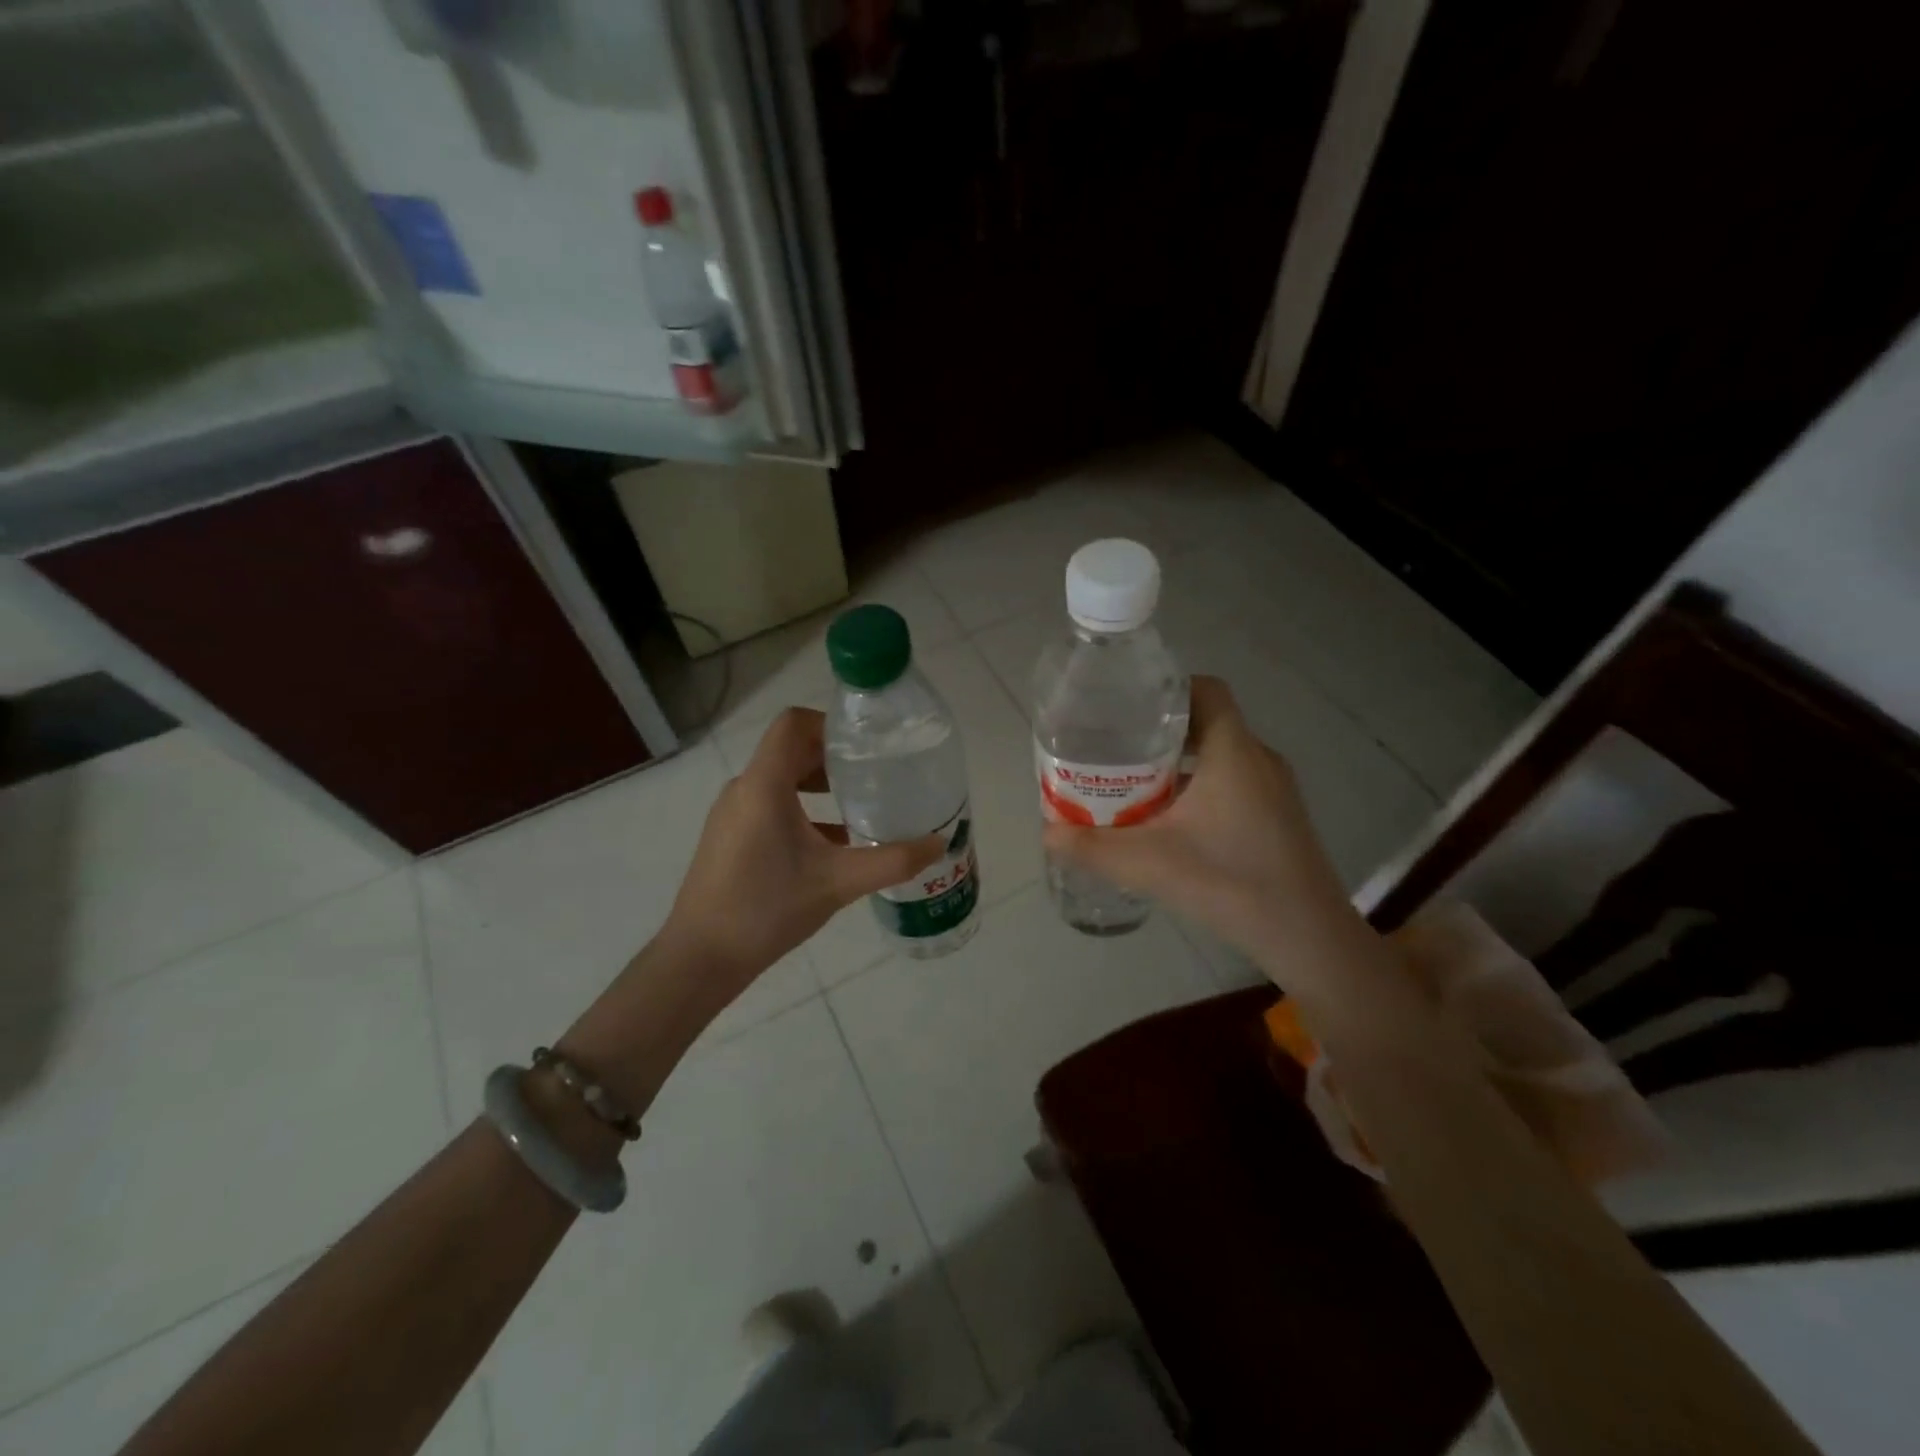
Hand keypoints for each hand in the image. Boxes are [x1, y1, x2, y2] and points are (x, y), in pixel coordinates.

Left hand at [662, 708, 944, 992]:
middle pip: (791, 750)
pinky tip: (833, 842)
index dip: (830, 724)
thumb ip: (892, 861)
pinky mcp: (730, 837)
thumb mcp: (838, 882)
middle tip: (875, 773)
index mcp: (764, 784)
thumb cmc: (767, 908)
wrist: (701, 958)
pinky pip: (770, 805)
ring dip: (820, 784)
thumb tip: (939, 843)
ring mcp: (733, 814)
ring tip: (859, 804)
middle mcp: (744, 789)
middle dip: (834, 757)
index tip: (866, 746)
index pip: (793, 723)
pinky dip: (803, 810)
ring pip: (781, 779)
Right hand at [1042, 676, 1361, 989]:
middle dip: (1161, 731)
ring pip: (1221, 755)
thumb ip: (1093, 847)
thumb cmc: (1230, 882)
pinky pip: (1234, 782)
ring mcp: (1275, 789)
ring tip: (1135, 783)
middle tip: (1117, 749)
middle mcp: (1258, 759)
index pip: (1205, 690)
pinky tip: (1172, 822)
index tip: (1128, 708)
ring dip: (1180, 763)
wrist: (1307, 937)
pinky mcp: (1279, 817)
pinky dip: (1201, 787)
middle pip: (1207, 722)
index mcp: (1233, 751)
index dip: (1167, 690)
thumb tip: (1048, 833)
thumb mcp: (1149, 863)